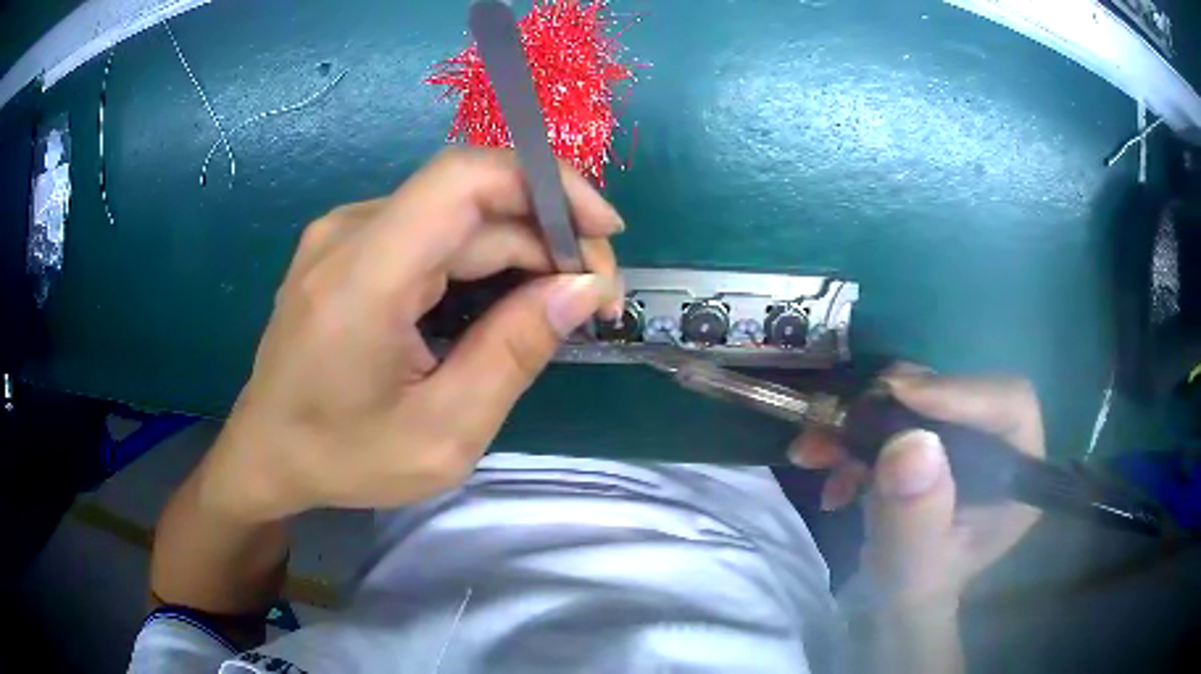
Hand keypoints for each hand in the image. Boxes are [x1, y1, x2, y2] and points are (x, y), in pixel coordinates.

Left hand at [197, 148, 623, 522]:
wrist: (265, 453)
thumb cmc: (343, 457)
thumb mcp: (443, 433)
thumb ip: (514, 353)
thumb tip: (583, 287)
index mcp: (364, 276)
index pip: (465, 178)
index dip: (548, 185)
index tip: (605, 234)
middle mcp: (349, 232)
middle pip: (472, 200)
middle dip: (548, 237)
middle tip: (593, 299)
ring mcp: (343, 233)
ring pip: (456, 215)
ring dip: (518, 249)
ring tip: (555, 306)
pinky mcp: (346, 246)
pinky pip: (429, 231)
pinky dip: (480, 257)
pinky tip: (500, 301)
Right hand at [791, 367, 1043, 603]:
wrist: (891, 597)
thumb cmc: (912, 592)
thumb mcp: (912, 569)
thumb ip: (916, 517)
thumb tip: (912, 443)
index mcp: (1015, 478)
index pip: (1010, 406)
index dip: (961, 391)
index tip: (900, 395)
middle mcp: (996, 446)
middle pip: (959, 391)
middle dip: (896, 404)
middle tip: (845, 419)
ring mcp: (962, 438)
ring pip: (919, 397)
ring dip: (863, 418)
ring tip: (816, 447)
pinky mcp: (931, 437)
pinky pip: (893, 413)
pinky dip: (853, 432)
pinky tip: (825, 463)